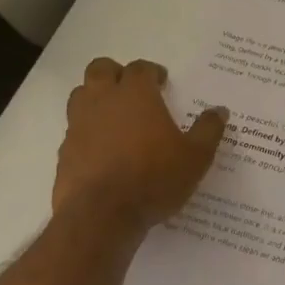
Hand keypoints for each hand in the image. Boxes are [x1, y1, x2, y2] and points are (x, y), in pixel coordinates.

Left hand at [53, 58, 228, 230]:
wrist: (101, 216)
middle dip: (116, 73)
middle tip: (132, 90)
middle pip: (101, 69)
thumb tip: (220, 111)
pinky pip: (74, 129)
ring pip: (81, 95)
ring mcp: (78, 125)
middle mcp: (103, 101)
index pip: (140, 68)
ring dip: (96, 98)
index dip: (152, 71)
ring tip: (115, 116)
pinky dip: (87, 131)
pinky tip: (103, 150)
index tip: (162, 82)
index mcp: (136, 94)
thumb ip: (209, 130)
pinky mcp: (64, 152)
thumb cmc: (154, 178)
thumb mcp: (196, 156)